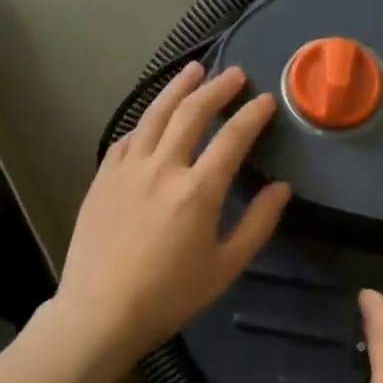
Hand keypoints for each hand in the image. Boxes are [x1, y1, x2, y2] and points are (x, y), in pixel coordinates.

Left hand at [57, 63, 290, 363]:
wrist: (100, 312)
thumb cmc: (170, 294)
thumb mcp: (226, 266)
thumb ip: (258, 223)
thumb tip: (281, 188)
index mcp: (198, 190)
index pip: (232, 138)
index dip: (252, 115)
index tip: (266, 100)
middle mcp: (162, 168)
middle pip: (191, 113)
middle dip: (217, 89)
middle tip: (235, 74)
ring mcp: (127, 169)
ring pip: (155, 115)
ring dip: (177, 89)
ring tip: (194, 70)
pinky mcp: (103, 178)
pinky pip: (127, 137)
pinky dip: (145, 119)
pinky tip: (153, 115)